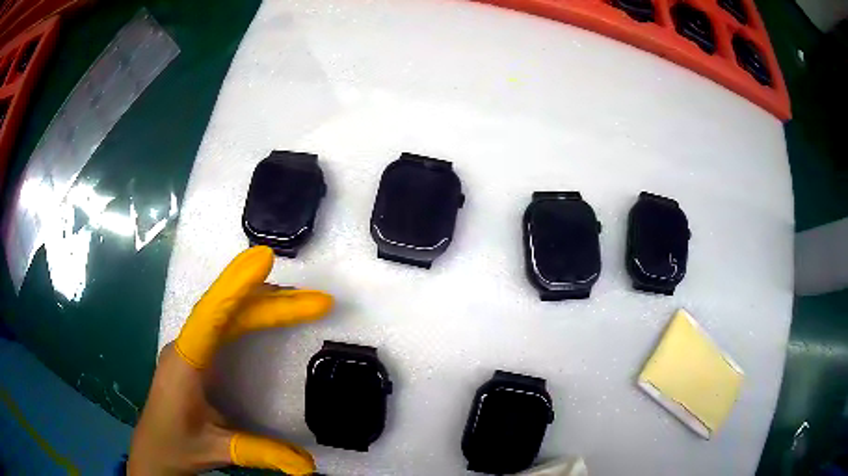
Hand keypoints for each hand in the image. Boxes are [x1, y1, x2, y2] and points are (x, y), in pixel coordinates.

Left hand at [128, 246, 332, 474]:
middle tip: (317, 299)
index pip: (211, 316)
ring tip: (301, 300)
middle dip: (272, 301)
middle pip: (228, 311)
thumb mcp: (218, 451)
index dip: (236, 286)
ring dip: (262, 302)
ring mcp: (191, 348)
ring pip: (226, 313)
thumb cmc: (176, 446)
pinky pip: (223, 324)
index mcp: (185, 362)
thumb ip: (260, 453)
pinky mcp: (196, 355)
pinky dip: (248, 312)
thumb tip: (309, 466)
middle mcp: (187, 346)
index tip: (264, 259)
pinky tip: (266, 311)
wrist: (153, 451)